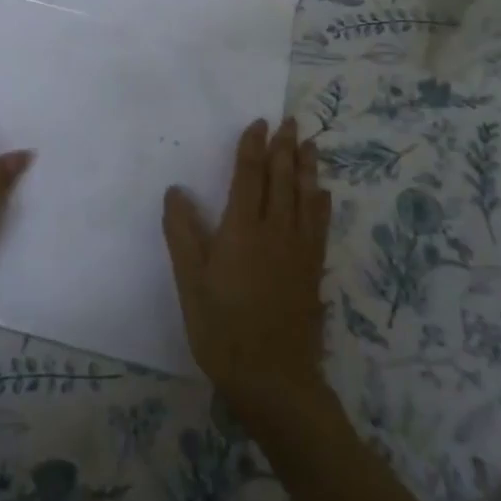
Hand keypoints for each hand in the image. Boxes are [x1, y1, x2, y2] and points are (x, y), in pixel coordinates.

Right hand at [163, 118, 331, 421]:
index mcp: (242, 229)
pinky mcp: (312, 269)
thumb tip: (177, 190)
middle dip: (284, 148)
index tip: (258, 123)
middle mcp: (275, 230)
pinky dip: (322, 203)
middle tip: (290, 121)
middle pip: (281, 179)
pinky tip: (323, 194)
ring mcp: (299, 250)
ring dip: (306, 167)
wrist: (273, 378)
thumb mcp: (190, 282)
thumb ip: (182, 233)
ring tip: (309, 144)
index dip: (253, 147)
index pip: (249, 176)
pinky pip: (320, 225)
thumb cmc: (222, 328)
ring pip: (305, 197)